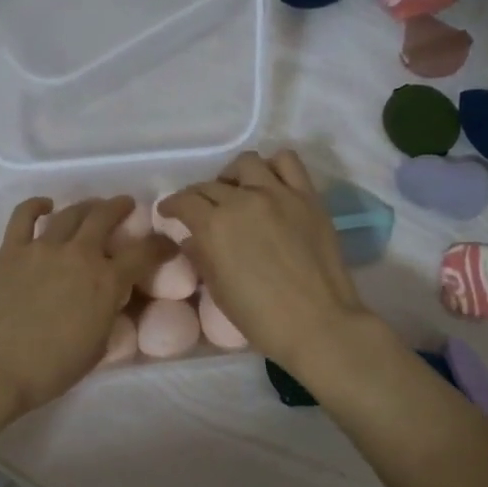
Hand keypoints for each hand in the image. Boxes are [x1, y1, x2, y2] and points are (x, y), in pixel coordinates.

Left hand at [0, 196, 172, 419]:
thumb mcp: (97, 346)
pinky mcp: (11, 250)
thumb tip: (110, 299)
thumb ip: (108, 315)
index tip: (167, 244)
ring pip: (71, 213)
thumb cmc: (50, 369)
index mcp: (106, 282)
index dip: (160, 246)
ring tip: (93, 206)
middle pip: (105, 217)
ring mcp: (43, 248)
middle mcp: (79, 255)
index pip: (144, 253)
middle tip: (126, 205)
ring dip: (87, 205)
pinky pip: (24, 216)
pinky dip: (36, 205)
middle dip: (120, 208)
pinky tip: (45, 205)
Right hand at [158, 150, 365, 369]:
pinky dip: (274, 167)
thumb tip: (192, 239)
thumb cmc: (261, 318)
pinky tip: (270, 184)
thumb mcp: (219, 291)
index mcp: (215, 225)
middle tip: (201, 210)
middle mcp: (243, 200)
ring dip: (234, 175)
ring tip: (236, 191)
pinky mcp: (308, 197)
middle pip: (211, 184)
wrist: (318, 324)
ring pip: (247, 163)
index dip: (172, 205)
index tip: (169, 212)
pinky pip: (288, 162)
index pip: (184, 201)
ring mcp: (279, 194)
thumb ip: (202, 257)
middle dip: (198, 196)